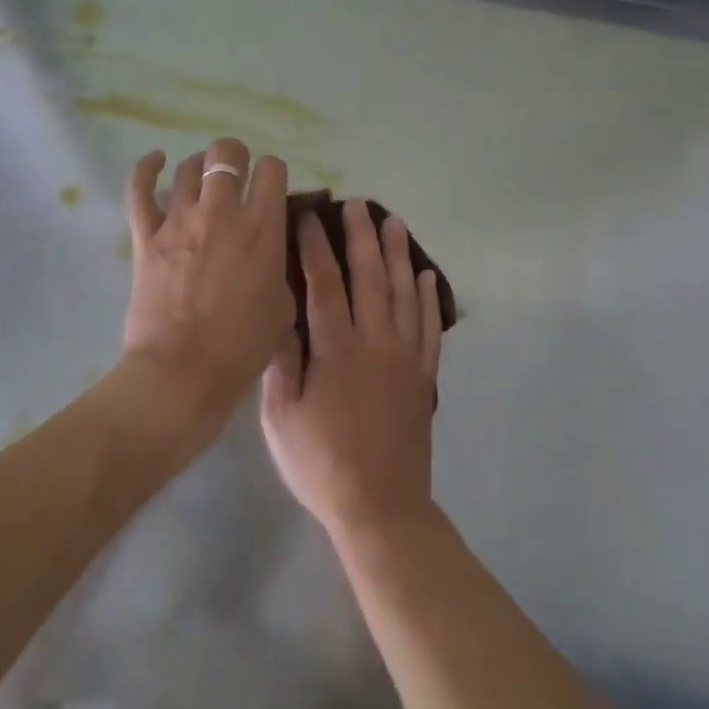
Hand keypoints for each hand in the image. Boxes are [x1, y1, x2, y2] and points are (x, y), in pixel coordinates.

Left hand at [123, 139, 291, 426]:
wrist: (183, 372)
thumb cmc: (242, 347)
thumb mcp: (283, 305)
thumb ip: (278, 265)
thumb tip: (268, 251)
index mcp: (263, 228)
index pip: (272, 170)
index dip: (273, 174)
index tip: (271, 190)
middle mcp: (222, 212)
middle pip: (227, 153)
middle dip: (236, 158)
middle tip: (237, 179)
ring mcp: (179, 220)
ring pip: (188, 166)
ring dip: (200, 167)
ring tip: (203, 179)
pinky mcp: (146, 236)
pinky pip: (140, 189)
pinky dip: (147, 169)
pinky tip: (156, 161)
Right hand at [261, 201, 443, 542]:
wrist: (380, 505)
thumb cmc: (321, 463)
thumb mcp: (281, 418)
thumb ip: (281, 363)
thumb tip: (279, 315)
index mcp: (337, 350)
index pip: (325, 285)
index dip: (315, 248)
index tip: (309, 217)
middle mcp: (376, 342)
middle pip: (370, 277)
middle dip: (362, 237)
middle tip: (357, 203)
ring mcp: (406, 357)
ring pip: (403, 293)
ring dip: (398, 254)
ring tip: (393, 222)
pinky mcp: (424, 375)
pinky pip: (428, 326)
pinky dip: (428, 298)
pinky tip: (425, 275)